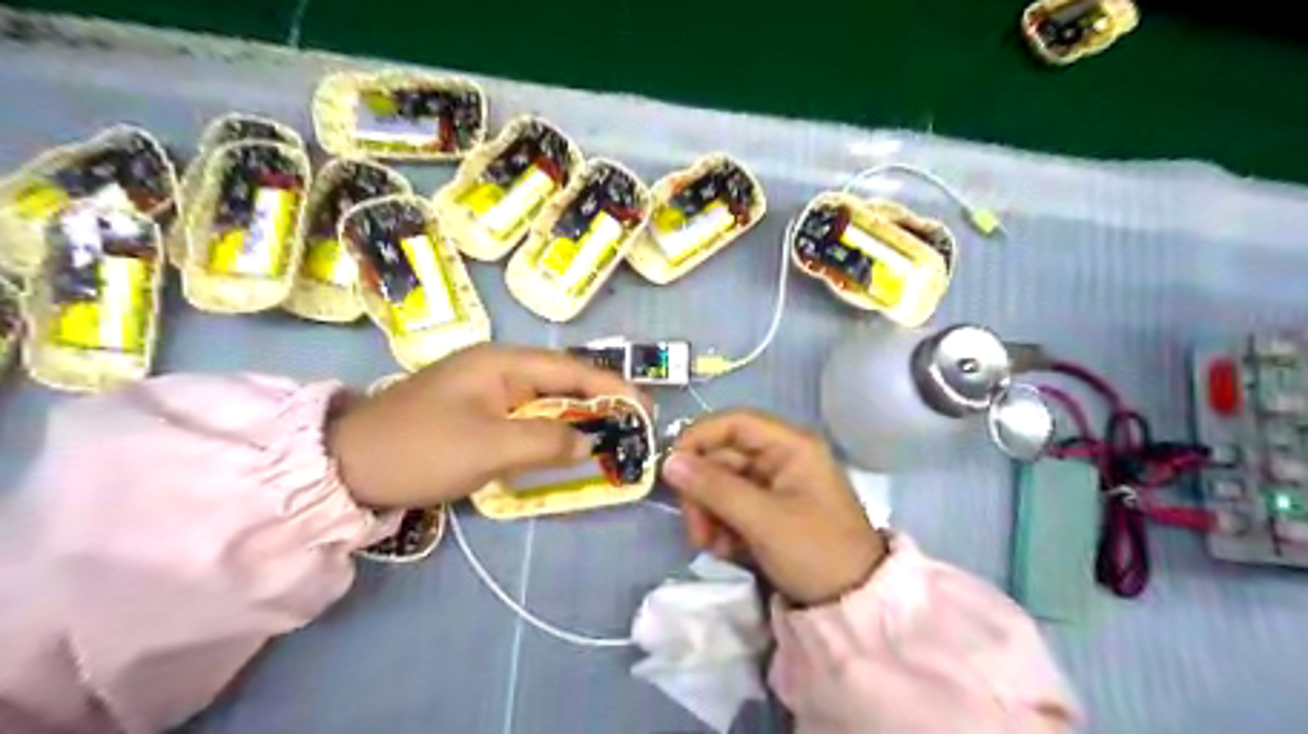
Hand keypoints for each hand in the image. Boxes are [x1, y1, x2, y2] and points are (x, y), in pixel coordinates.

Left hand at [323, 343, 636, 508]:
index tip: (645, 409)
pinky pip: (525, 417)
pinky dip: (549, 431)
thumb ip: (548, 443)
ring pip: (545, 400)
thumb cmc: (421, 449)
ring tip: (609, 437)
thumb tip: (589, 443)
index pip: (572, 369)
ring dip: (576, 418)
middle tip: (633, 427)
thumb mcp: (490, 447)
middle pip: (562, 381)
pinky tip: (564, 447)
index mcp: (503, 362)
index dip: (613, 387)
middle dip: (599, 402)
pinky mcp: (474, 412)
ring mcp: (484, 390)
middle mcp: (498, 367)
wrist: (345, 466)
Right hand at [666, 409, 889, 604]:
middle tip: (696, 529)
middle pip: (723, 457)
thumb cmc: (816, 552)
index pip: (734, 423)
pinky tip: (726, 550)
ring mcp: (775, 486)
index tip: (671, 468)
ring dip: (709, 513)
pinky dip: (722, 526)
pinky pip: (732, 506)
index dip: (699, 439)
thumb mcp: (763, 520)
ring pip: (722, 484)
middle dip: (702, 492)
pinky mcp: (769, 511)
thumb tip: (669, 461)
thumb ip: (714, 487)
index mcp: (790, 446)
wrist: (854, 605)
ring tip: (712, 546)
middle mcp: (781, 458)